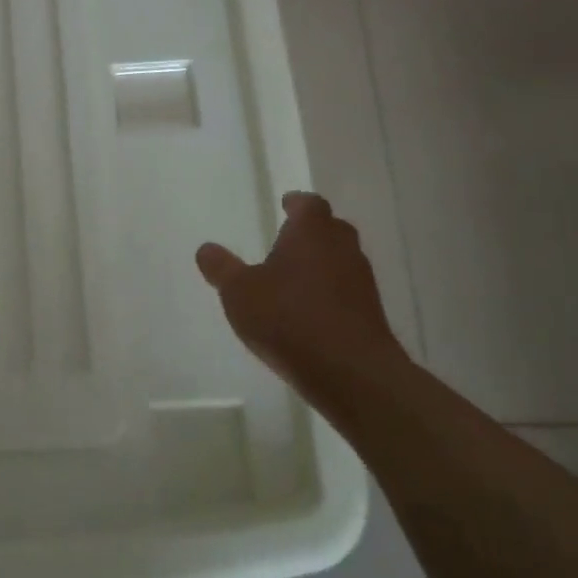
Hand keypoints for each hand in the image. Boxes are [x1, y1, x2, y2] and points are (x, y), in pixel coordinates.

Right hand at [194, 192, 408, 401]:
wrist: (351, 373)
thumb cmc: (288, 318)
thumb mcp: (239, 292)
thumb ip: (221, 268)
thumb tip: (206, 249)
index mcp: (311, 233)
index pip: (310, 204)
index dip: (297, 203)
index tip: (286, 205)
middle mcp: (342, 249)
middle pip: (331, 229)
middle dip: (312, 232)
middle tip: (289, 239)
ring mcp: (362, 283)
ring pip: (342, 261)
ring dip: (323, 264)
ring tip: (295, 278)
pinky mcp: (371, 316)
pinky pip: (348, 292)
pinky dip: (331, 294)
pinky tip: (310, 311)